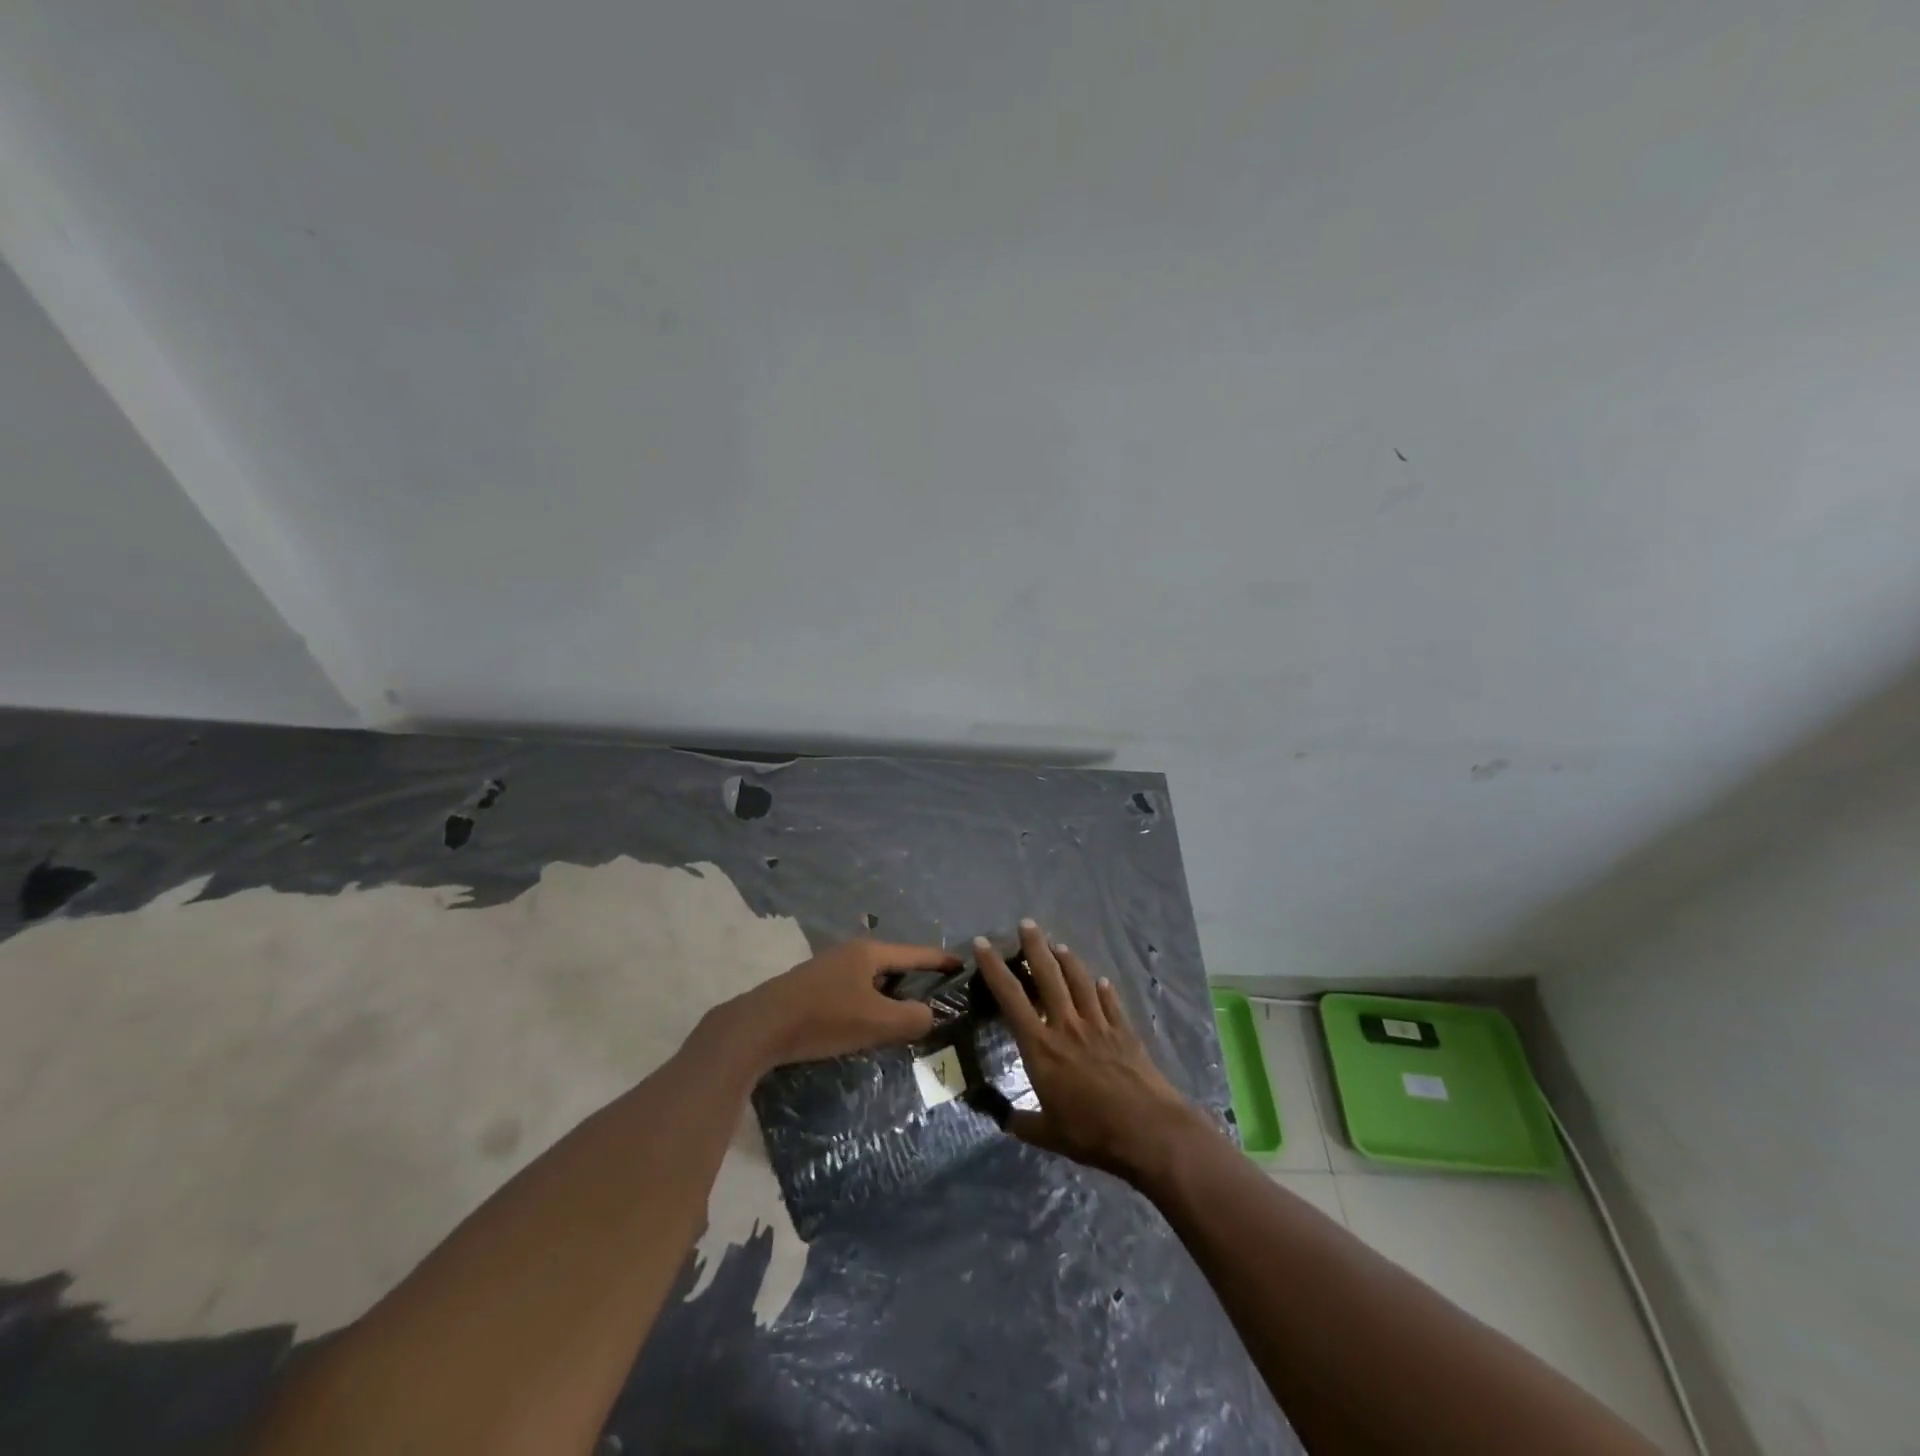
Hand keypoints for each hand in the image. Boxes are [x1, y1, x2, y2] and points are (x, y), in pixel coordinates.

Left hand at [732, 938, 958, 1068]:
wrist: (759, 1028)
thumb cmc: (823, 1018)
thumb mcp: (876, 1022)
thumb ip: (912, 1019)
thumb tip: (930, 1015)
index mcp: (869, 953)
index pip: (916, 953)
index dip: (941, 960)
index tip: (963, 964)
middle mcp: (851, 952)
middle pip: (894, 963)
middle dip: (917, 978)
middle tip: (939, 997)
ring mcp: (829, 968)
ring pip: (872, 979)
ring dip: (891, 994)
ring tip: (908, 1014)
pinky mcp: (812, 988)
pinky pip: (854, 990)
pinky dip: (870, 1002)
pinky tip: (869, 1022)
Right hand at [974, 920, 1203, 1182]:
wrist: (1148, 1131)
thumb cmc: (1091, 1132)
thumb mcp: (1047, 1135)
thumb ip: (1022, 1123)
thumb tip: (1002, 1118)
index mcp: (1041, 1046)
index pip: (1011, 997)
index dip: (994, 968)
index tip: (983, 943)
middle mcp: (1067, 1025)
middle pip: (1048, 975)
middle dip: (1034, 946)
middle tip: (1026, 924)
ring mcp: (1099, 1025)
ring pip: (1080, 980)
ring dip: (1068, 959)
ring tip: (1059, 944)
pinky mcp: (1125, 1031)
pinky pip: (1111, 1002)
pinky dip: (1103, 989)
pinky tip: (1101, 981)